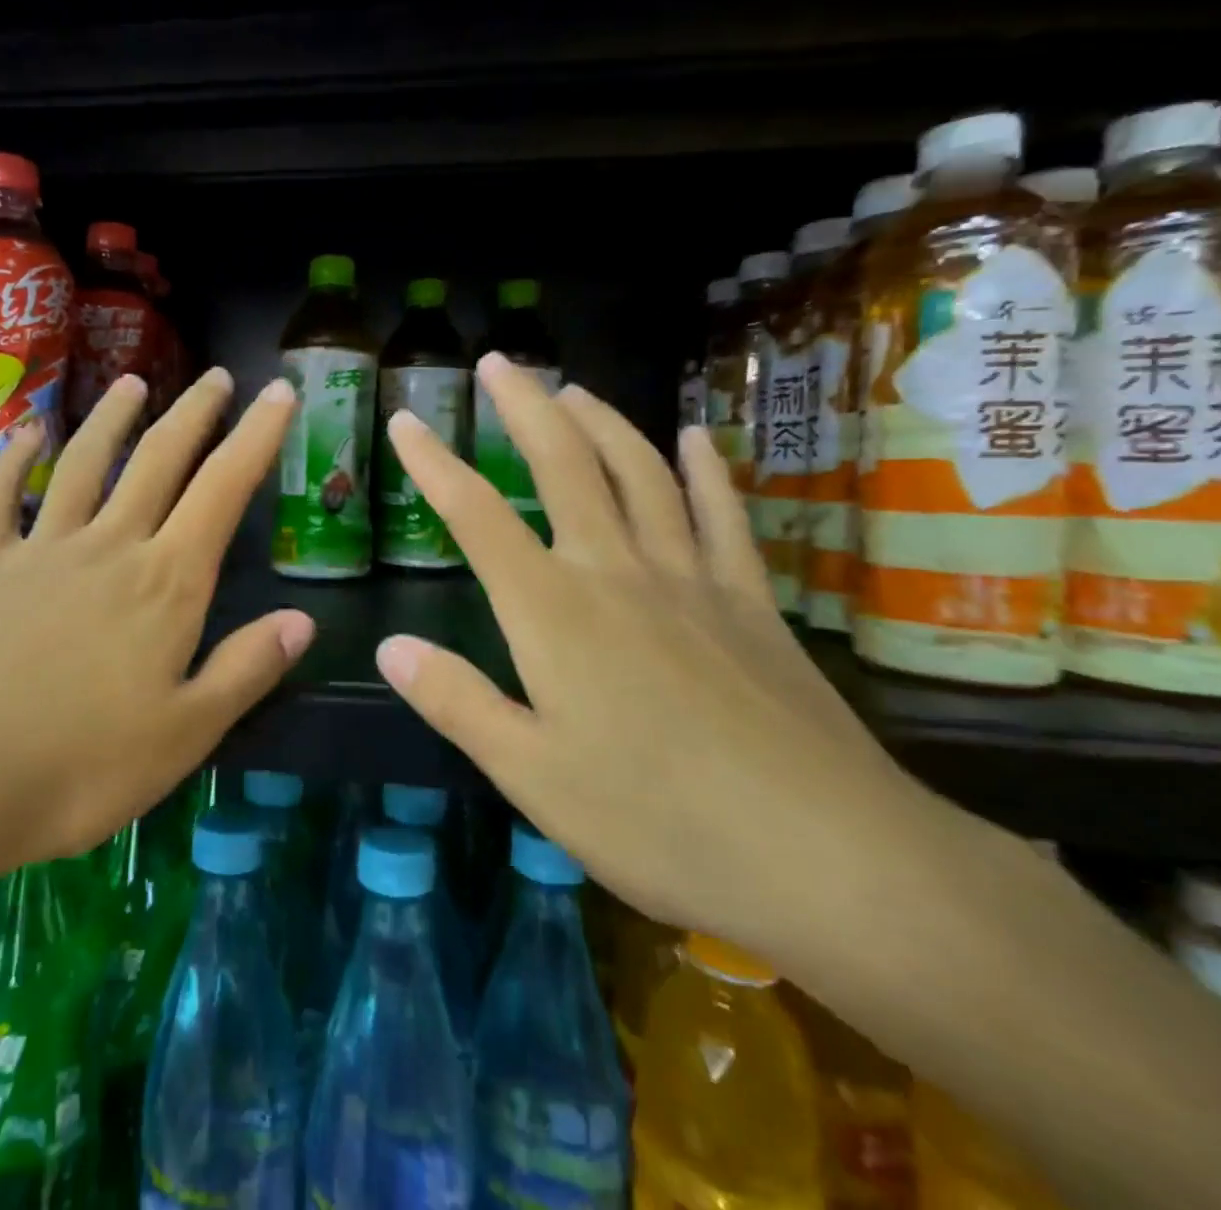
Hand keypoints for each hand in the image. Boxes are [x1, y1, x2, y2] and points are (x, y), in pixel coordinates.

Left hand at [0, 369, 312, 909]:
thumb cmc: (77, 769)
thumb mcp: (184, 735)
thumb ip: (244, 671)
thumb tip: (301, 622)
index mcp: (165, 584)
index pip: (223, 491)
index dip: (257, 438)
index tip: (279, 393)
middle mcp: (108, 547)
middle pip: (158, 461)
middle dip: (194, 413)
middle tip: (217, 376)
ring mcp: (38, 551)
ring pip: (85, 465)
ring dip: (112, 419)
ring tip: (132, 382)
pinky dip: (12, 461)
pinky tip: (23, 435)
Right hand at [375, 354, 970, 967]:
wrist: (831, 857)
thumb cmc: (658, 821)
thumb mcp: (531, 775)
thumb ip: (456, 703)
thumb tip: (390, 647)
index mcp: (552, 612)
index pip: (475, 518)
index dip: (433, 466)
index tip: (406, 423)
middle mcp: (616, 573)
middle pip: (563, 467)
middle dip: (525, 408)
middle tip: (499, 362)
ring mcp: (691, 580)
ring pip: (640, 474)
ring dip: (602, 422)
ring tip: (572, 389)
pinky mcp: (750, 602)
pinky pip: (721, 516)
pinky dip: (705, 470)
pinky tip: (694, 438)